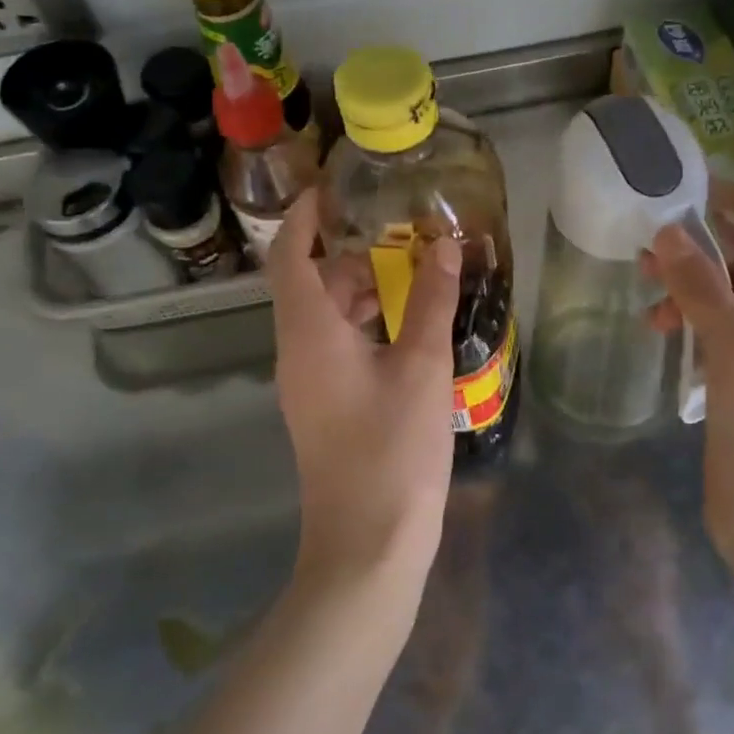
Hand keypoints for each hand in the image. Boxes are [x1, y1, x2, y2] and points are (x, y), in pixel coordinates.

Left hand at [267, 193, 462, 592]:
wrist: (367, 545)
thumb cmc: (392, 451)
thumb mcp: (421, 368)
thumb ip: (430, 302)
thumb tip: (443, 247)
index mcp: (308, 334)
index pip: (290, 256)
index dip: (304, 217)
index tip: (333, 188)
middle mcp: (298, 353)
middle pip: (311, 285)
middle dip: (351, 252)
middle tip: (401, 231)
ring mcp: (309, 384)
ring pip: (327, 319)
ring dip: (363, 291)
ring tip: (415, 272)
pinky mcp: (326, 408)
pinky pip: (339, 348)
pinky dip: (368, 326)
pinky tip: (410, 328)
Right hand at [644, 225, 733, 563]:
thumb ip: (704, 289)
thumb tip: (670, 232)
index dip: (701, 252)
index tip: (650, 254)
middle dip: (690, 281)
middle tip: (642, 281)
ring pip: (723, 322)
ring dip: (687, 312)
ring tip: (651, 325)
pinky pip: (717, 355)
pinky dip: (692, 345)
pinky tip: (671, 357)